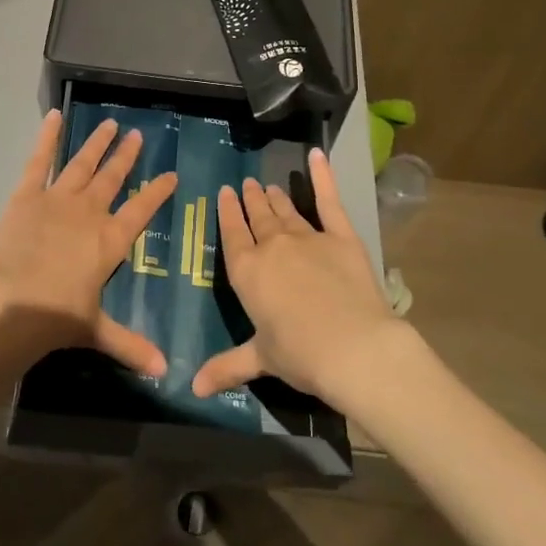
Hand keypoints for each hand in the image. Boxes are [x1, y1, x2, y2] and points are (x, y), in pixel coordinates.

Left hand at [0, 109, 178, 375]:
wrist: (10, 305)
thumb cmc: (56, 318)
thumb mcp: (96, 331)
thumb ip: (131, 345)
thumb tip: (164, 373)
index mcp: (111, 240)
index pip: (142, 210)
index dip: (157, 191)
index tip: (171, 174)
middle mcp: (90, 213)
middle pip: (114, 179)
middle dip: (127, 157)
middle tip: (138, 135)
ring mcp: (58, 199)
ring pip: (83, 164)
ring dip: (98, 144)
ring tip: (111, 125)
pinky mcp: (27, 195)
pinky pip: (40, 161)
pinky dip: (47, 138)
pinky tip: (54, 117)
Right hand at [192, 147, 396, 402]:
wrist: (353, 347)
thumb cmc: (300, 355)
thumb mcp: (259, 359)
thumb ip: (226, 366)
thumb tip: (192, 390)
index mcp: (247, 272)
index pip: (232, 234)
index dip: (228, 212)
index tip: (226, 193)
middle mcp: (272, 247)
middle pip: (258, 217)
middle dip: (251, 200)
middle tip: (246, 184)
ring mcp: (307, 237)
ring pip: (285, 210)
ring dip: (275, 197)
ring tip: (267, 185)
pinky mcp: (340, 236)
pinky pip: (329, 201)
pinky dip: (323, 176)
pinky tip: (318, 154)